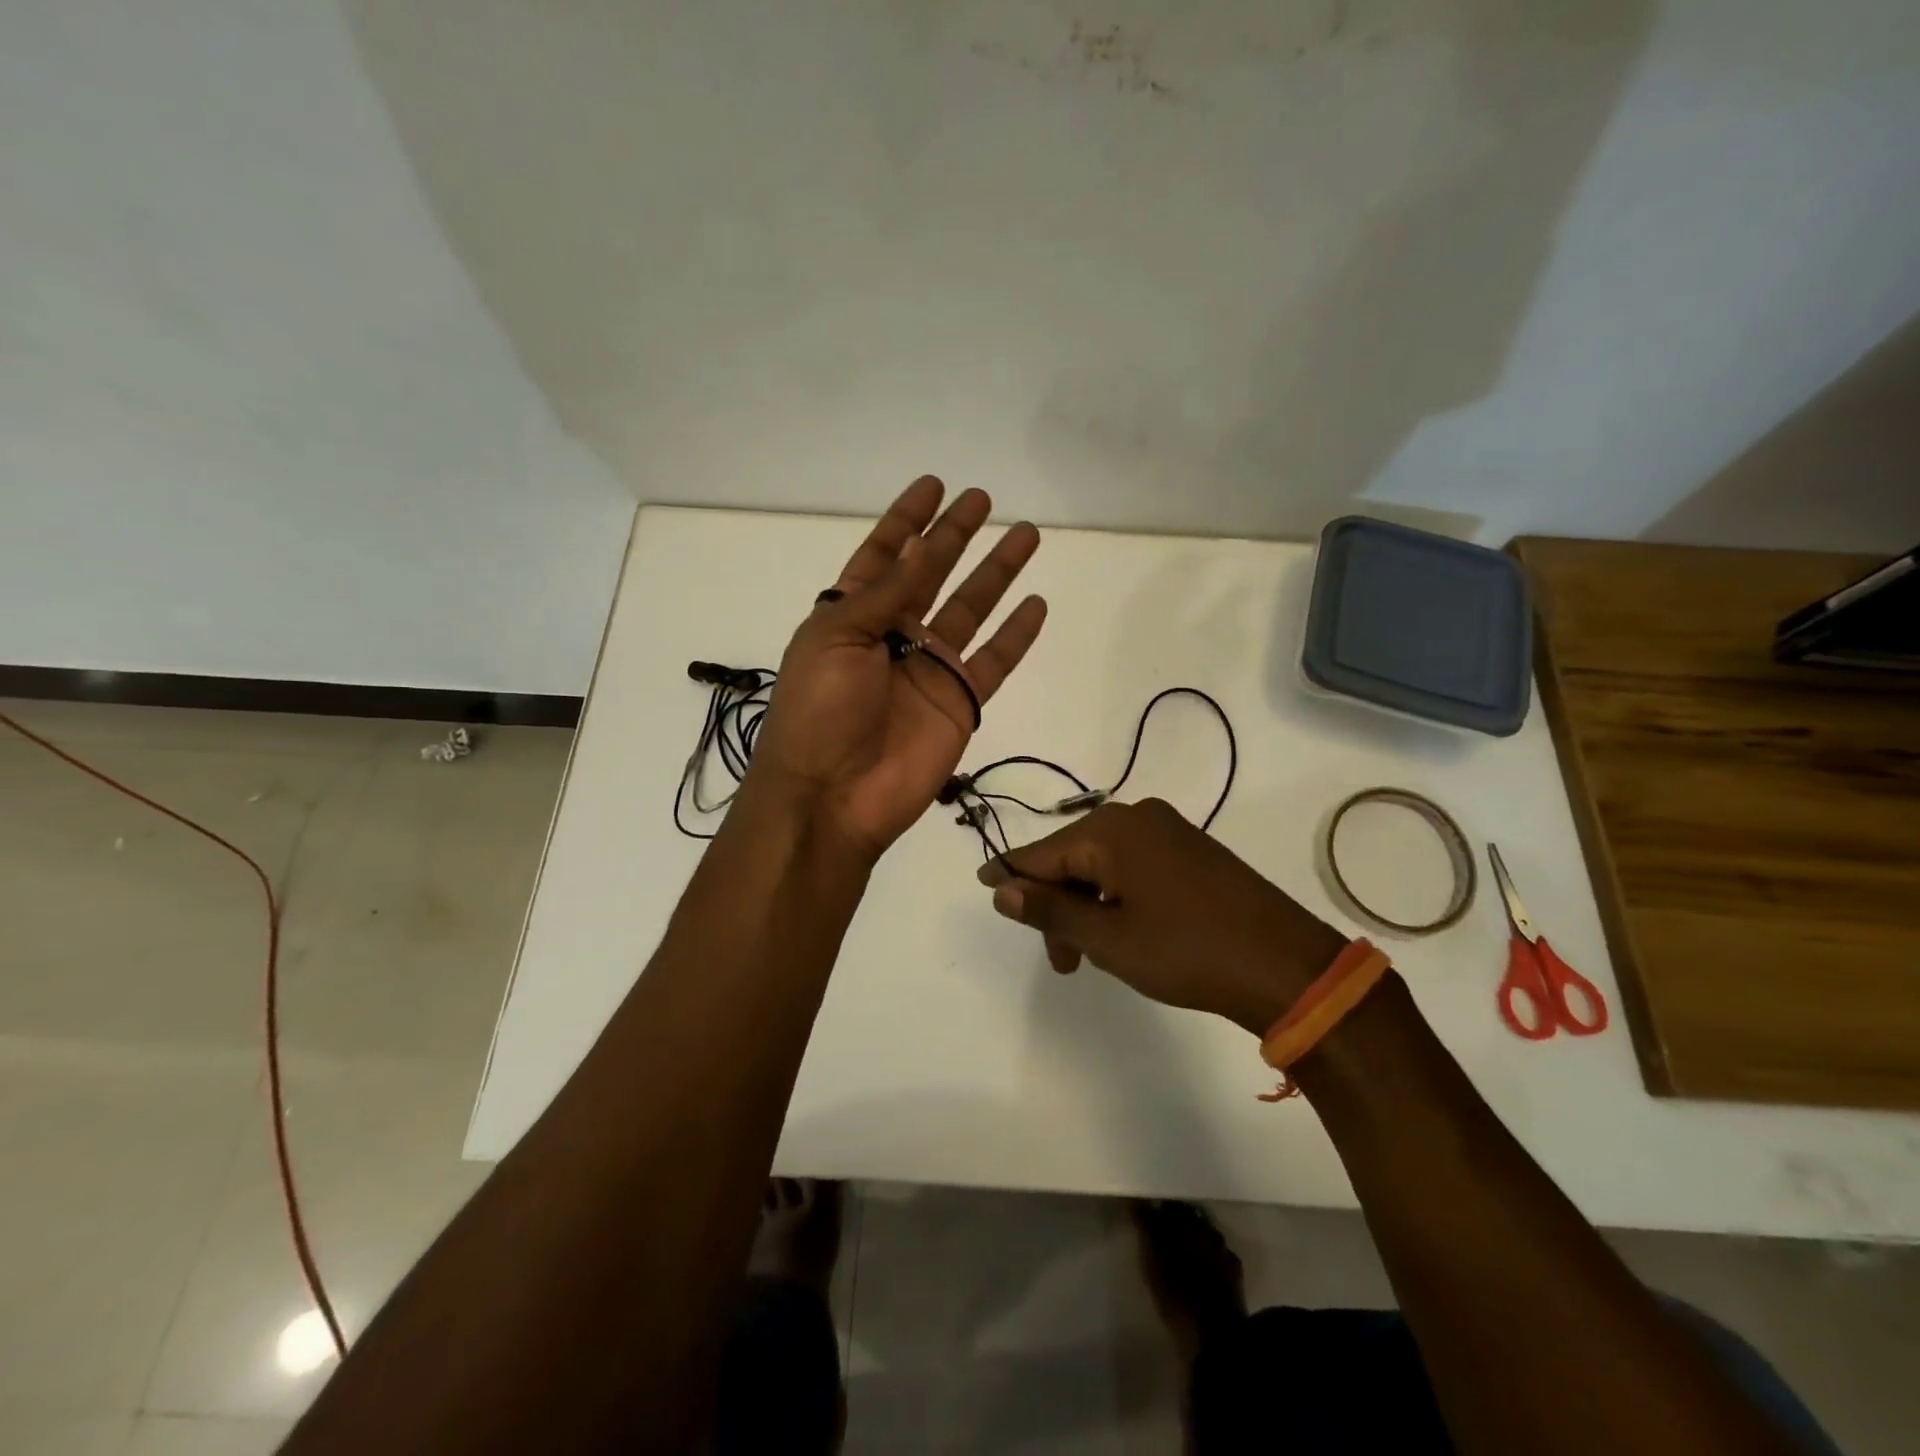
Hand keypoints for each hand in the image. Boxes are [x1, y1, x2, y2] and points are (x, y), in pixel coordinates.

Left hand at [748, 476, 1047, 859]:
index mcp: (852, 616)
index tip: (933, 487)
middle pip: (931, 574)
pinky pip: (995, 661)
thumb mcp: (837, 636)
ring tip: (1026, 534)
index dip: (906, 521)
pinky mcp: (959, 702)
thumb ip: (885, 591)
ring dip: (997, 573)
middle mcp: (893, 636)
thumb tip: (919, 543)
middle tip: (982, 499)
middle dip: (954, 536)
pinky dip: (1016, 635)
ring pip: (972, 609)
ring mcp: (929, 669)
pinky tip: (1036, 604)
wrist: (832, 795)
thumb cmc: (819, 709)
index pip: (883, 556)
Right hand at [977, 798, 1348, 1034]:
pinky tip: (1124, 931)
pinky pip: (1135, 866)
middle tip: (1062, 960)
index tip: (981, 884)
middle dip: (1058, 904)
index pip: (1043, 852)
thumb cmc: (1187, 951)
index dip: (1010, 872)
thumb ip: (1050, 909)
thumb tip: (1001, 888)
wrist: (1285, 965)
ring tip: (1094, 955)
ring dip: (1088, 905)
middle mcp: (1139, 817)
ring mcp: (1170, 831)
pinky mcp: (1192, 850)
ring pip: (1105, 864)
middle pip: (1074, 856)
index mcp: (1113, 829)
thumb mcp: (1108, 937)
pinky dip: (1117, 896)